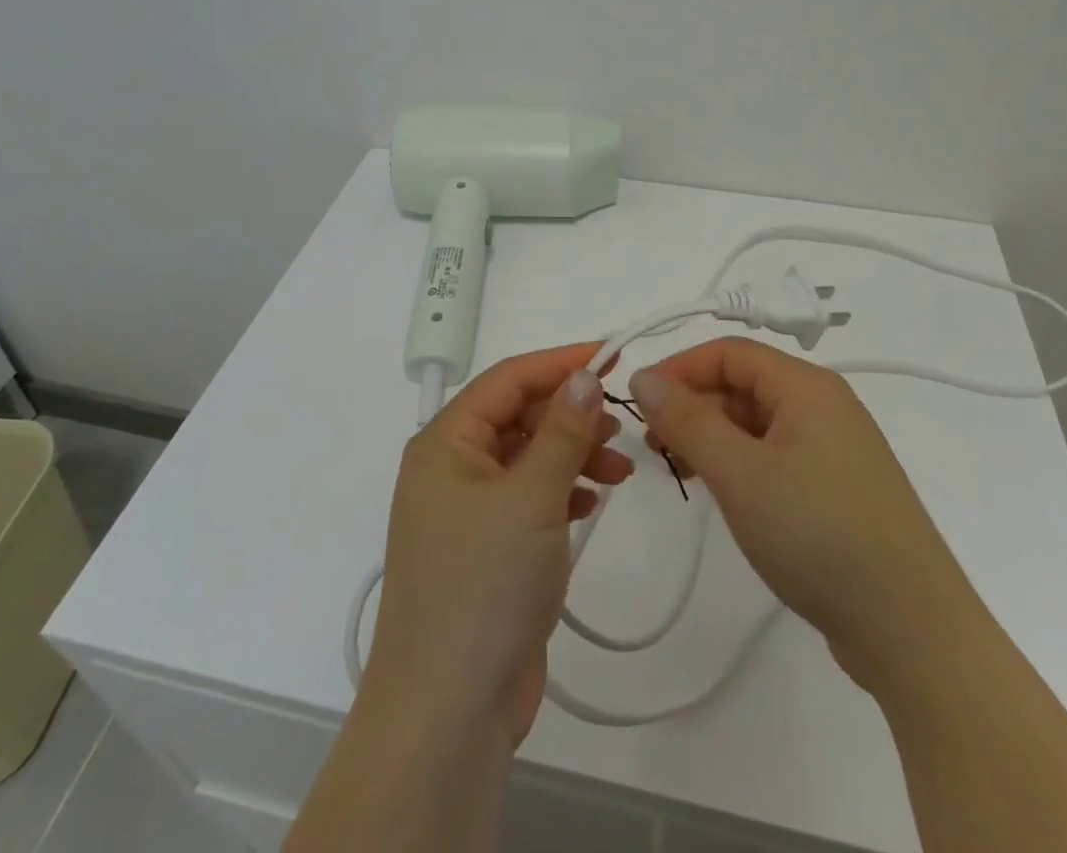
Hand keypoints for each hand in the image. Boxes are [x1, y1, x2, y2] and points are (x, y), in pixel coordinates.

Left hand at [364, 344, 633, 748]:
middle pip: (518, 416)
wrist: (448, 711)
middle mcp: (450, 467)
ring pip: (527, 457)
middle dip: (571, 416)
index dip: (561, 362)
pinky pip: (528, 497)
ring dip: (572, 454)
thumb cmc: (485, 584)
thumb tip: (584, 375)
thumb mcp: (532, 496)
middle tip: (620, 426)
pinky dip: (560, 490)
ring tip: (620, 469)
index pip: (509, 378)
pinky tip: (591, 500)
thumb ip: (563, 430)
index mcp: (446, 441)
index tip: (612, 355)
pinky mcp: (486, 549)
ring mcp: (466, 511)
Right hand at [630, 337, 970, 689]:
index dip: (680, 368)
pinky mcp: (836, 490)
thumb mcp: (740, 473)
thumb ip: (687, 420)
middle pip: (743, 385)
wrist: (914, 634)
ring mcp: (834, 450)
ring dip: (711, 438)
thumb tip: (644, 377)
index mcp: (807, 386)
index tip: (639, 402)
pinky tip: (718, 493)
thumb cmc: (820, 535)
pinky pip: (774, 456)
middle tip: (652, 447)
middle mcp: (824, 406)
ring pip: (756, 424)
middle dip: (692, 406)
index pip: (729, 353)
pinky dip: (738, 465)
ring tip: (678, 472)